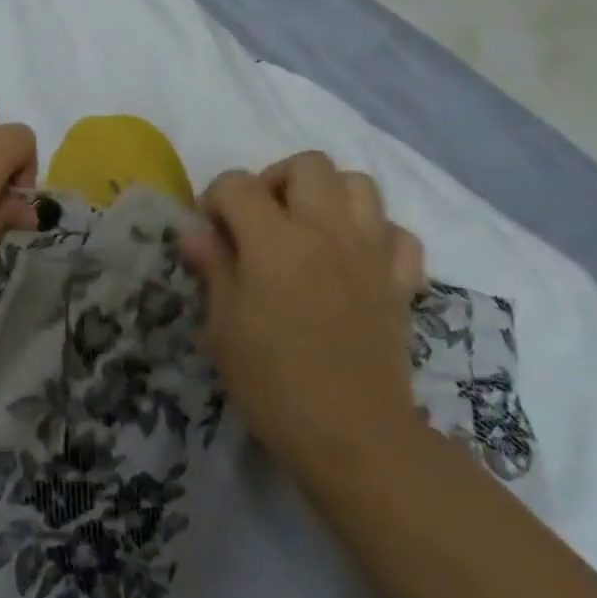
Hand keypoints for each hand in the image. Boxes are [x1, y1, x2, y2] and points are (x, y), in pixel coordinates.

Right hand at [179, 152, 426, 473]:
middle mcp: (327, 231)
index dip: (215, 199)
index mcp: (274, 239)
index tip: (210, 231)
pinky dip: (375, 234)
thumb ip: (213, 267)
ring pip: (359, 184)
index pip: (237, 184)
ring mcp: (371, 252)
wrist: (350, 432)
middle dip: (275, 181)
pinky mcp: (400, 281)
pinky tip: (353, 260)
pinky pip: (397, 233)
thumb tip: (196, 234)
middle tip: (260, 221)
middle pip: (308, 165)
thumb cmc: (271, 379)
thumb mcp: (223, 323)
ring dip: (328, 196)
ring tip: (307, 230)